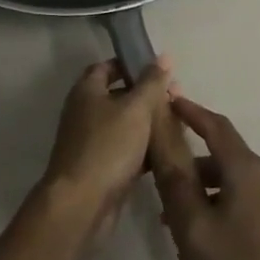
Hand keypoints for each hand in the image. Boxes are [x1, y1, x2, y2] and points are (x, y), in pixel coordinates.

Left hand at [38, 57, 176, 225]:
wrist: (82, 203)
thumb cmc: (107, 146)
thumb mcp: (135, 109)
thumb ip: (151, 83)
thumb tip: (163, 56)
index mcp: (87, 91)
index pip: (107, 66)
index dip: (131, 64)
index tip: (158, 69)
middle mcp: (85, 112)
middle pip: (118, 95)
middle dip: (146, 95)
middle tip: (176, 97)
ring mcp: (92, 142)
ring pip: (125, 125)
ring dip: (148, 123)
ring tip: (178, 122)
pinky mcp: (101, 168)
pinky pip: (126, 150)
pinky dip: (144, 149)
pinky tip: (168, 151)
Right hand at [150, 97, 259, 259]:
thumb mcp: (198, 231)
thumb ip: (177, 186)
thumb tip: (163, 145)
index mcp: (247, 170)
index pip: (216, 126)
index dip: (191, 112)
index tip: (170, 103)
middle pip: (224, 160)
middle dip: (193, 171)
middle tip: (164, 191)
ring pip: (237, 187)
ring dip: (209, 197)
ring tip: (183, 228)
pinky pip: (252, 206)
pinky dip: (228, 211)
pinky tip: (216, 245)